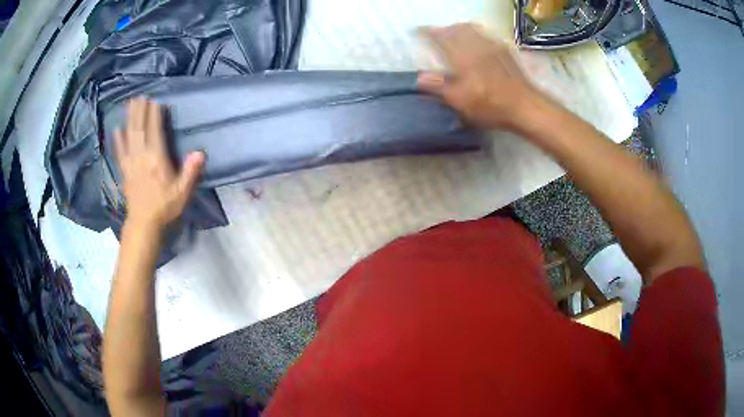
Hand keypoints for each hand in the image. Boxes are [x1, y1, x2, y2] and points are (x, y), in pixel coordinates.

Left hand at [114, 97, 204, 229]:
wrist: (144, 224)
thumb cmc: (164, 207)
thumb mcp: (182, 192)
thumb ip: (190, 172)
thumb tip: (200, 152)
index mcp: (156, 159)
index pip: (155, 131)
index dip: (154, 115)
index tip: (155, 101)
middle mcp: (141, 157)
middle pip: (139, 129)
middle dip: (139, 112)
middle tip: (140, 96)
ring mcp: (131, 163)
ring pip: (129, 136)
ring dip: (129, 119)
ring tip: (129, 105)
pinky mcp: (125, 171)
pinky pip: (120, 152)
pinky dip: (118, 140)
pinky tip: (116, 130)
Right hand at [418, 24, 543, 130]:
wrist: (526, 106)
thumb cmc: (491, 105)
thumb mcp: (460, 100)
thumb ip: (438, 86)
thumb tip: (418, 77)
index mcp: (462, 54)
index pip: (439, 36)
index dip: (426, 32)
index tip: (417, 31)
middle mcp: (476, 44)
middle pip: (457, 28)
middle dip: (444, 29)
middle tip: (437, 36)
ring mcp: (493, 46)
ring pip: (473, 28)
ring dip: (460, 30)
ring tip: (456, 37)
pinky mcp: (506, 52)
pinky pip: (487, 36)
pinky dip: (477, 35)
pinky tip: (478, 46)